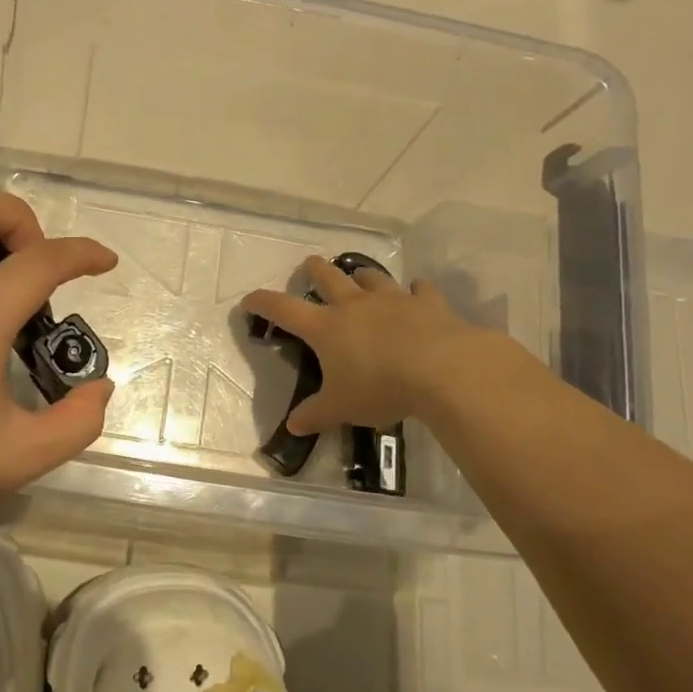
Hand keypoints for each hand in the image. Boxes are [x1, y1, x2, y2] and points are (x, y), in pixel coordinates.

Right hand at [243, 256, 480, 435]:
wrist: (443, 370)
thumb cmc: (381, 387)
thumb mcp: (342, 408)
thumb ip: (316, 415)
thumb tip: (293, 426)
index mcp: (326, 328)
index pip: (284, 309)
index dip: (263, 303)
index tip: (249, 299)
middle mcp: (355, 306)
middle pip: (329, 278)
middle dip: (315, 270)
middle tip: (309, 264)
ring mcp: (393, 300)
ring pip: (371, 278)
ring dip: (362, 275)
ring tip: (359, 276)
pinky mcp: (428, 304)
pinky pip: (420, 290)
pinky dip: (416, 290)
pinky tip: (417, 290)